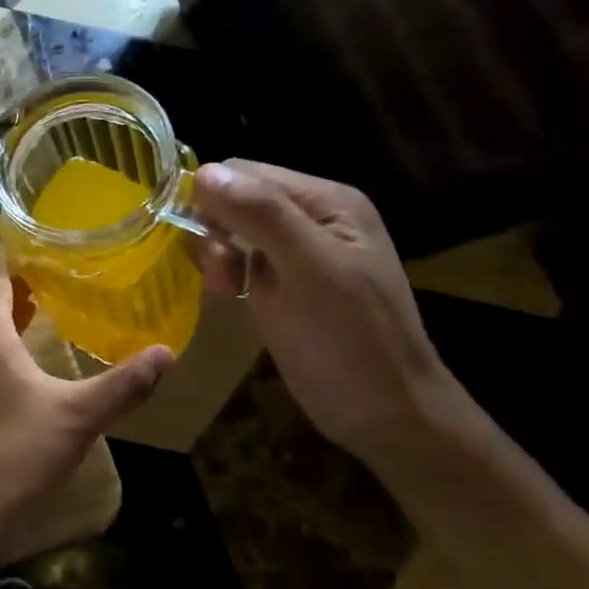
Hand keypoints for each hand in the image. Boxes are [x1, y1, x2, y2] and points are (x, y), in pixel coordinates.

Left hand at [0, 262, 172, 563]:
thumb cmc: (20, 449)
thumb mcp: (80, 415)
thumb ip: (125, 383)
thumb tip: (166, 354)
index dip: (18, 258)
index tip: (50, 249)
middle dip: (13, 281)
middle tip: (55, 274)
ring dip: (3, 310)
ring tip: (43, 305)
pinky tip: (24, 354)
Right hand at [189, 161, 473, 462]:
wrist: (386, 417)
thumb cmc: (351, 342)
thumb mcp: (308, 271)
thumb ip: (262, 216)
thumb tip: (202, 172)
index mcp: (327, 200)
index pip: (246, 172)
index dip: (213, 199)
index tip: (208, 245)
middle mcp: (312, 216)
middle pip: (235, 197)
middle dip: (213, 229)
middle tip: (220, 274)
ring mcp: (297, 250)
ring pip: (230, 227)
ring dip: (215, 253)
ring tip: (224, 288)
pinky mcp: (282, 281)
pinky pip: (237, 256)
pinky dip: (224, 271)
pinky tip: (228, 294)